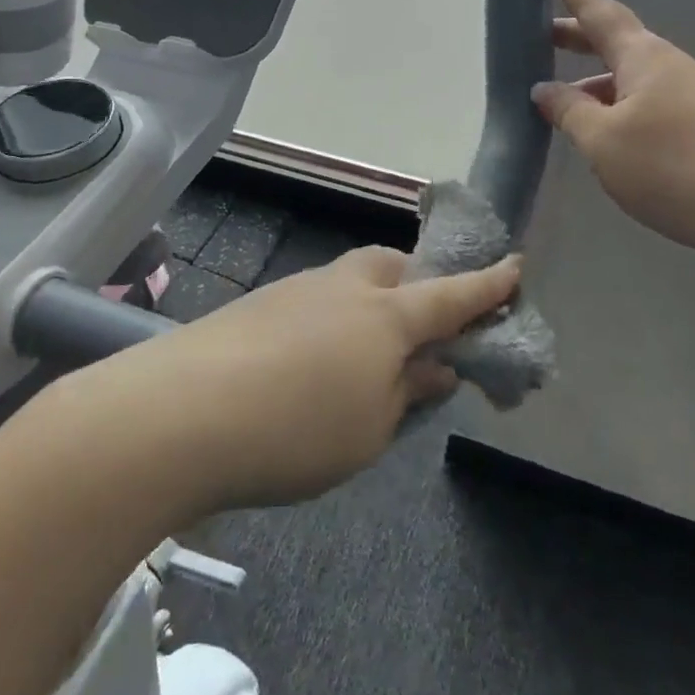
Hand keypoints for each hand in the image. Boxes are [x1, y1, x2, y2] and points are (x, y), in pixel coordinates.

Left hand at [91, 246, 520, 511]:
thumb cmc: (296, 428)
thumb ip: (406, 392)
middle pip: (394, 267)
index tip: (514, 266)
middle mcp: (345, 287)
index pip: (452, 295)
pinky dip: (332, 321)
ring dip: (372, 304)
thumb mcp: (370, 428)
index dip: (487, 285)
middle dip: (418, 283)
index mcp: (387, 315)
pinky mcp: (259, 305)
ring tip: (368, 354)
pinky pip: (315, 301)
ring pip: (351, 281)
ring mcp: (297, 289)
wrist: (180, 411)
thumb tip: (434, 366)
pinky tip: (314, 362)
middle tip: (425, 322)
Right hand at [532, 0, 694, 257]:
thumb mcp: (601, 140)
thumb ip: (567, 110)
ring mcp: (684, 90)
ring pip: (625, 73)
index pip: (597, 11)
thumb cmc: (667, 167)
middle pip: (612, 39)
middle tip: (537, 36)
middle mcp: (665, 63)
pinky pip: (640, 96)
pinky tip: (596, 127)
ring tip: (556, 97)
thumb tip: (543, 90)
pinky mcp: (694, 118)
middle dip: (574, 36)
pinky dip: (610, 100)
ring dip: (590, 76)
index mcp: (643, 57)